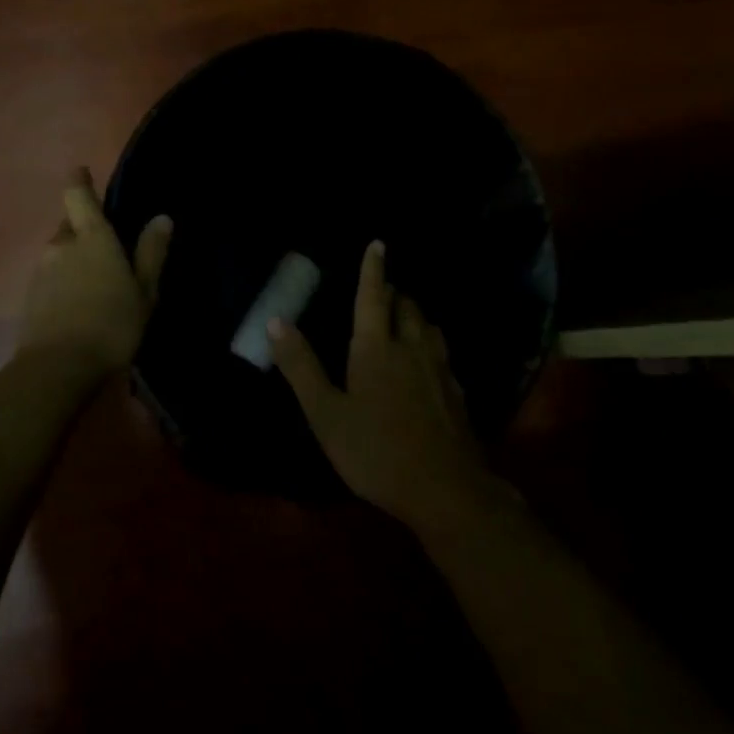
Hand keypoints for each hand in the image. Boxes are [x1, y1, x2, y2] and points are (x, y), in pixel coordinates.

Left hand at [17, 168, 171, 377]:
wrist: (58, 368)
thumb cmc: (111, 324)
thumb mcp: (144, 291)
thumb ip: (151, 253)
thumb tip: (161, 218)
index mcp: (91, 237)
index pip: (77, 195)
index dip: (79, 181)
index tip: (82, 172)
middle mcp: (61, 246)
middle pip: (68, 225)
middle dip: (83, 229)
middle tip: (106, 247)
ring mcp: (41, 271)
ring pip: (58, 252)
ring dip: (73, 258)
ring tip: (95, 281)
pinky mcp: (30, 297)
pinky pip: (50, 276)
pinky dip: (63, 281)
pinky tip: (78, 303)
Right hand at [271, 241, 498, 529]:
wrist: (446, 490)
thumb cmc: (375, 450)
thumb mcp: (326, 413)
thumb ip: (301, 366)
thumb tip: (276, 321)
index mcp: (376, 347)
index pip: (373, 296)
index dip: (373, 270)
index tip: (378, 244)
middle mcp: (411, 348)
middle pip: (407, 307)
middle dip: (394, 293)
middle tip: (382, 292)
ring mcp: (439, 370)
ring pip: (429, 327)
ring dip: (415, 316)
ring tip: (404, 319)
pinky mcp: (456, 392)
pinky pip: (442, 354)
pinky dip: (431, 344)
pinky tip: (427, 363)